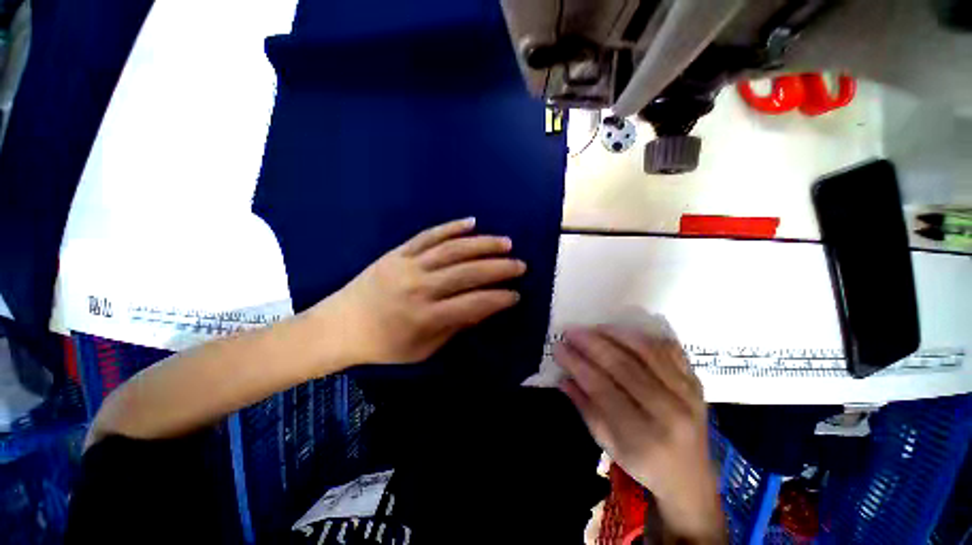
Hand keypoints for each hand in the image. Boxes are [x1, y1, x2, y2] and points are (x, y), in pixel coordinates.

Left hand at [325, 218, 525, 363]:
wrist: (340, 326)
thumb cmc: (383, 345)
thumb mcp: (422, 349)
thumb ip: (454, 327)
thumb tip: (483, 309)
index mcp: (424, 317)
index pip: (472, 304)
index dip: (498, 299)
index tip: (517, 295)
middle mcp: (419, 287)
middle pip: (467, 272)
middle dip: (499, 268)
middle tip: (520, 265)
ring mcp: (407, 265)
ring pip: (452, 249)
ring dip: (483, 244)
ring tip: (505, 242)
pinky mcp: (398, 252)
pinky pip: (428, 236)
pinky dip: (451, 227)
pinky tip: (471, 222)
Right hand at [555, 322, 724, 542]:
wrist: (691, 478)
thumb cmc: (643, 464)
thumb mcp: (608, 444)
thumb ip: (585, 407)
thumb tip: (563, 376)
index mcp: (644, 436)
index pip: (603, 389)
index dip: (577, 364)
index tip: (559, 347)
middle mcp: (670, 412)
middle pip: (625, 366)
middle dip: (592, 344)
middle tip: (571, 332)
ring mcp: (688, 394)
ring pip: (647, 351)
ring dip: (615, 334)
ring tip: (593, 327)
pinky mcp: (697, 382)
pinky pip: (670, 349)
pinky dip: (644, 336)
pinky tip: (623, 332)